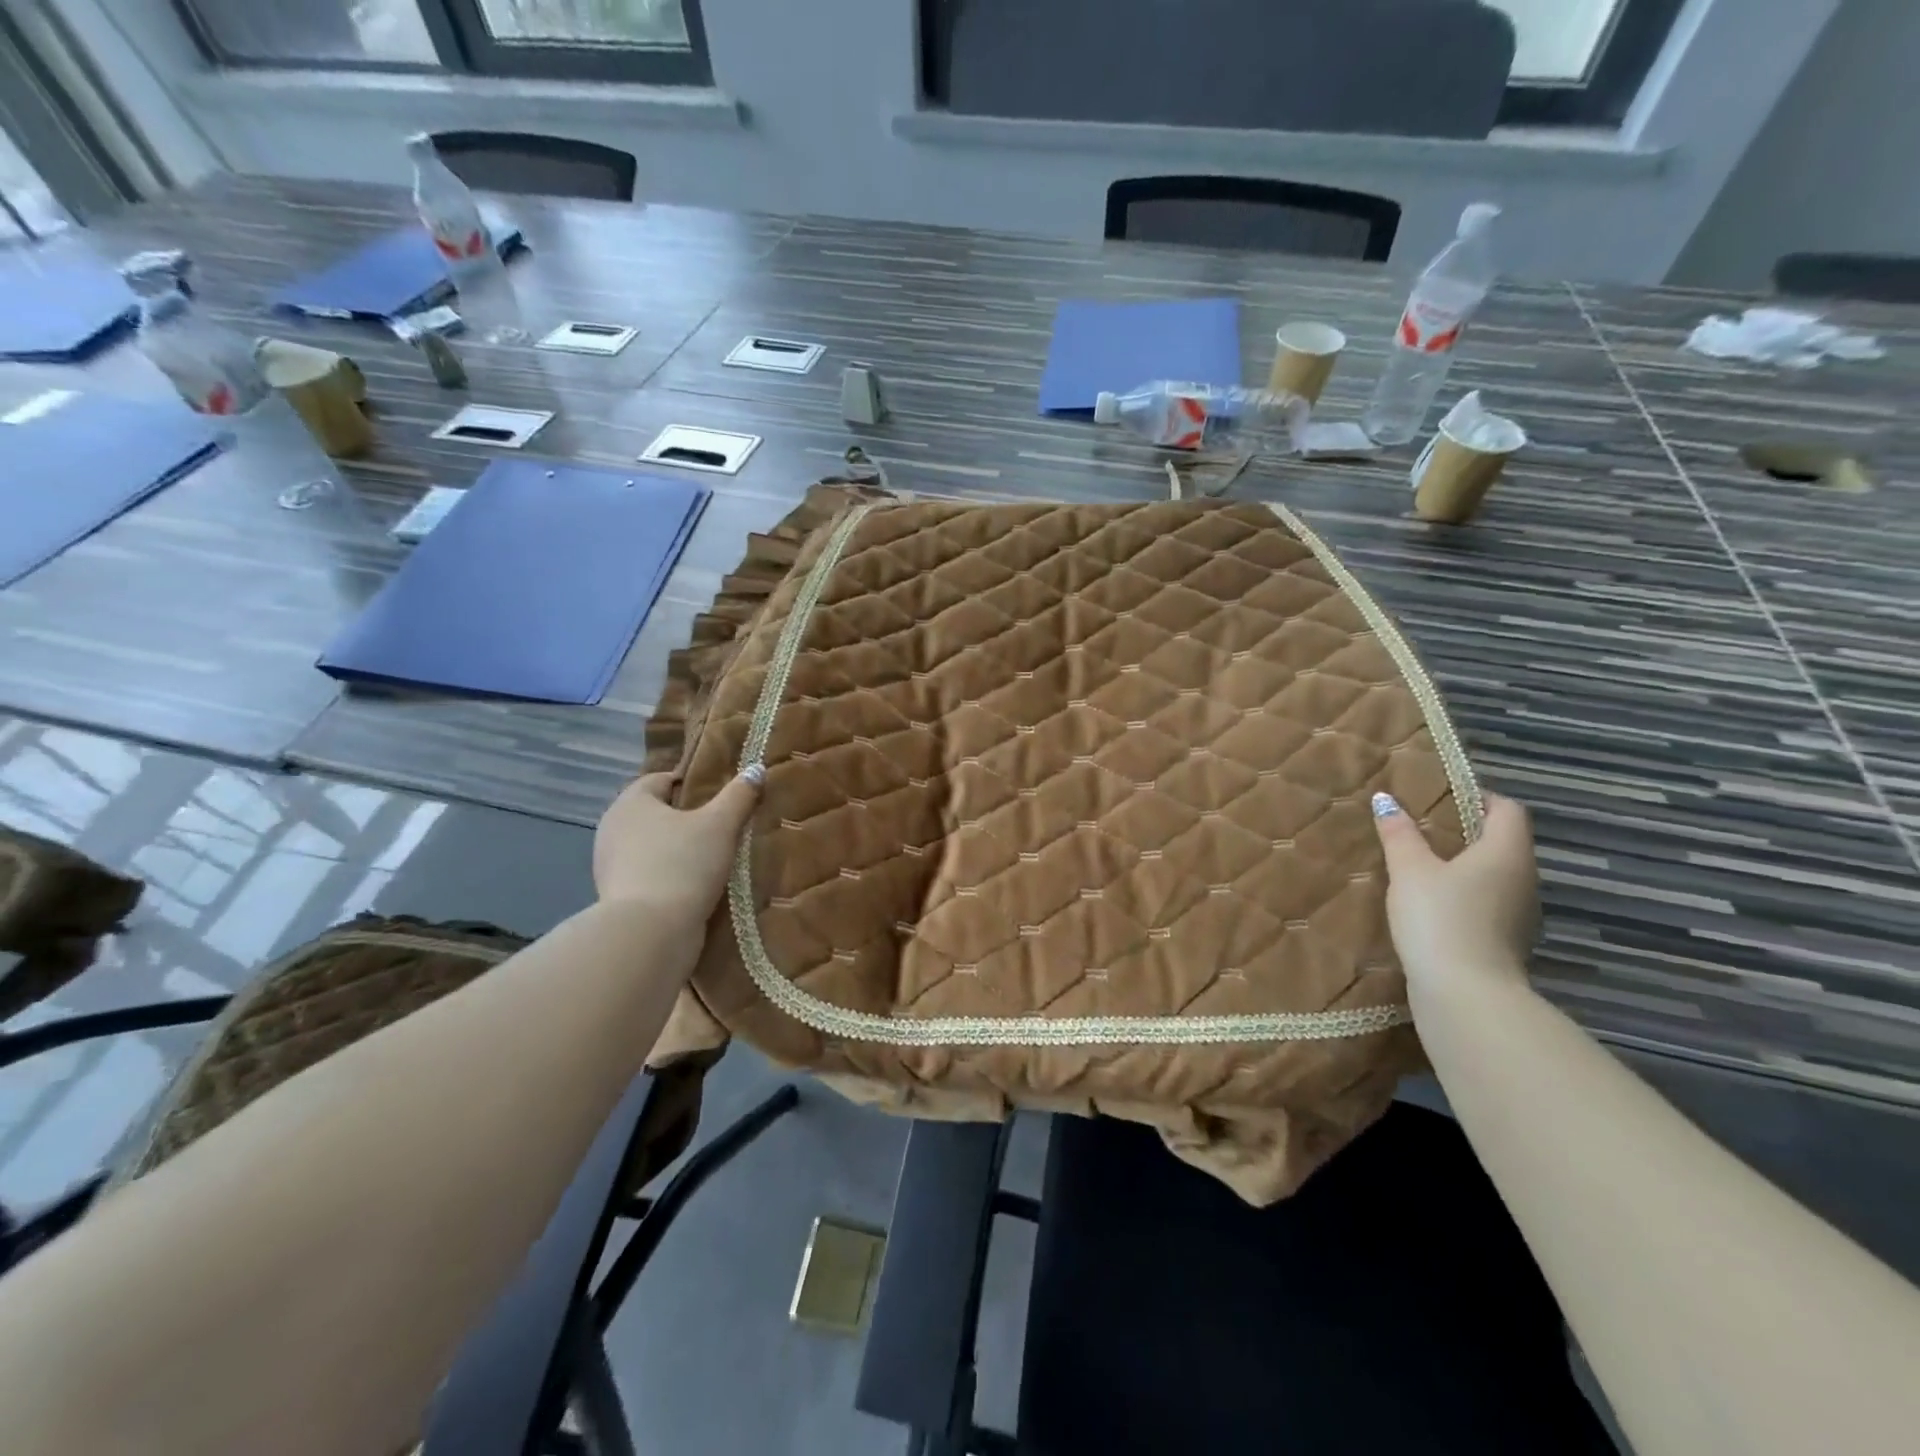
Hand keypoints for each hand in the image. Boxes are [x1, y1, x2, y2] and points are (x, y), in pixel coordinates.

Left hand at [593, 768, 762, 916]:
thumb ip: (739, 795)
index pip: (661, 780)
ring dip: (677, 849)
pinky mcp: (617, 898)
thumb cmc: (683, 865)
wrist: (650, 934)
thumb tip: (757, 769)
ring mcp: (610, 866)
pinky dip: (670, 875)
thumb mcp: (721, 825)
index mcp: (630, 802)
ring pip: (652, 846)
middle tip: (722, 825)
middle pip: (655, 813)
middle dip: (685, 818)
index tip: (720, 795)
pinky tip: (695, 886)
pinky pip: (649, 874)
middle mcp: (612, 829)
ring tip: (713, 858)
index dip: (691, 783)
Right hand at [1371, 790, 1538, 1002]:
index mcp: (1506, 852)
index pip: (1507, 809)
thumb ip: (1399, 834)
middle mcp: (1524, 879)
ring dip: (1465, 866)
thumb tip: (1386, 799)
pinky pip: (1488, 903)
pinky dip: (1465, 895)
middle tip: (1421, 826)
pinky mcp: (1507, 942)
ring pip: (1495, 875)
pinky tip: (1432, 904)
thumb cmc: (1440, 918)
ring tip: (1422, 864)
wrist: (1465, 995)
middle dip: (1466, 831)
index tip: (1440, 795)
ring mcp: (1520, 914)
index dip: (1478, 795)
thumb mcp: (1409, 870)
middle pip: (1502, 842)